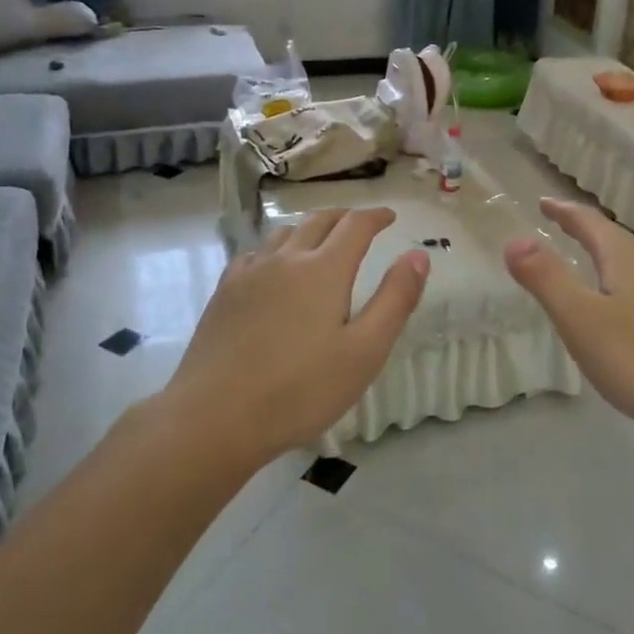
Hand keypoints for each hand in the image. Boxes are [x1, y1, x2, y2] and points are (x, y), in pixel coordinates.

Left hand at [160, 208, 429, 461]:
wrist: (215, 417)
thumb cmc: (301, 389)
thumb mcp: (365, 351)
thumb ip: (395, 299)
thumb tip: (417, 255)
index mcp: (324, 270)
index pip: (355, 225)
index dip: (376, 216)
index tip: (389, 217)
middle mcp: (286, 259)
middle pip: (318, 220)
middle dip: (344, 217)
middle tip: (360, 224)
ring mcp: (249, 274)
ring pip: (284, 234)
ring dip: (309, 229)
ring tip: (320, 241)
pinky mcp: (224, 293)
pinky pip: (254, 254)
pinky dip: (275, 250)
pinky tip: (272, 269)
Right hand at [505, 198, 633, 442]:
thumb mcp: (580, 318)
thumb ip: (546, 278)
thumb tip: (514, 240)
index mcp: (627, 258)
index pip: (589, 222)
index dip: (564, 211)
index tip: (543, 202)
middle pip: (614, 239)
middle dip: (585, 231)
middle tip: (560, 227)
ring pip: (633, 264)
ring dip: (606, 257)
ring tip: (588, 262)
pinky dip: (622, 284)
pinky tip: (622, 309)